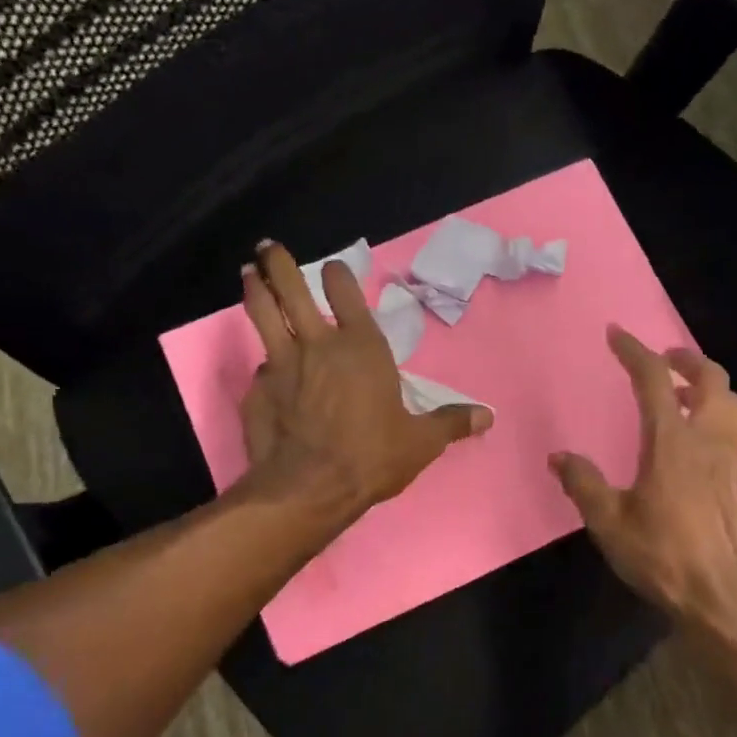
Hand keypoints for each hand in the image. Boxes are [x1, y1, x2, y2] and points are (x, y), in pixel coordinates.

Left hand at [238, 240, 491, 515]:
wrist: (309, 488)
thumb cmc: (371, 456)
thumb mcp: (421, 442)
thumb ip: (451, 423)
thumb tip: (488, 416)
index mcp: (362, 348)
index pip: (347, 294)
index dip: (338, 276)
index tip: (332, 266)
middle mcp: (318, 345)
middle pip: (292, 291)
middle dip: (279, 264)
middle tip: (268, 247)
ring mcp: (281, 365)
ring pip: (263, 314)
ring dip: (255, 290)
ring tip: (248, 273)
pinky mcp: (257, 390)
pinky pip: (260, 367)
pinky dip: (262, 361)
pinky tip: (261, 367)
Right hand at [550, 327, 736, 639]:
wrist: (727, 601)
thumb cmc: (663, 558)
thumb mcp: (610, 524)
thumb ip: (584, 484)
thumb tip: (559, 457)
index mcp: (673, 442)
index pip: (654, 379)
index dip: (634, 350)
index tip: (617, 334)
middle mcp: (713, 440)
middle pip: (712, 378)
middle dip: (688, 359)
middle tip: (668, 360)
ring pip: (734, 407)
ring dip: (711, 392)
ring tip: (689, 401)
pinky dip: (722, 433)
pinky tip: (709, 459)